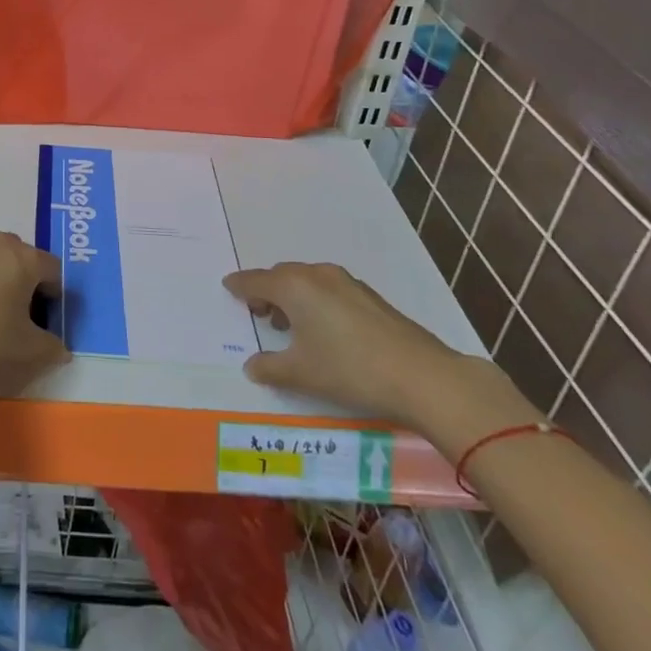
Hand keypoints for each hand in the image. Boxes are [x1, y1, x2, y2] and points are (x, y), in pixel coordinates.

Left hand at [0, 232, 69, 380]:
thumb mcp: (24, 346)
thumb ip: (50, 348)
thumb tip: (64, 352)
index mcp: (26, 259)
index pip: (53, 269)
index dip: (55, 292)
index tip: (45, 315)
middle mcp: (0, 244)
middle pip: (23, 256)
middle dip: (26, 279)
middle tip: (19, 310)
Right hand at [224, 262, 524, 439]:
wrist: (421, 376)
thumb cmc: (349, 369)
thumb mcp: (302, 374)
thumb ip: (270, 367)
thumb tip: (252, 365)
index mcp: (293, 287)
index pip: (255, 280)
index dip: (240, 286)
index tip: (228, 287)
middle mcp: (316, 275)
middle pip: (281, 276)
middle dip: (267, 291)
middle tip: (260, 314)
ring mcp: (346, 282)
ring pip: (307, 281)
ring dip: (293, 297)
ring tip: (291, 325)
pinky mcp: (369, 297)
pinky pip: (328, 289)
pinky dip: (316, 301)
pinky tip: (325, 330)